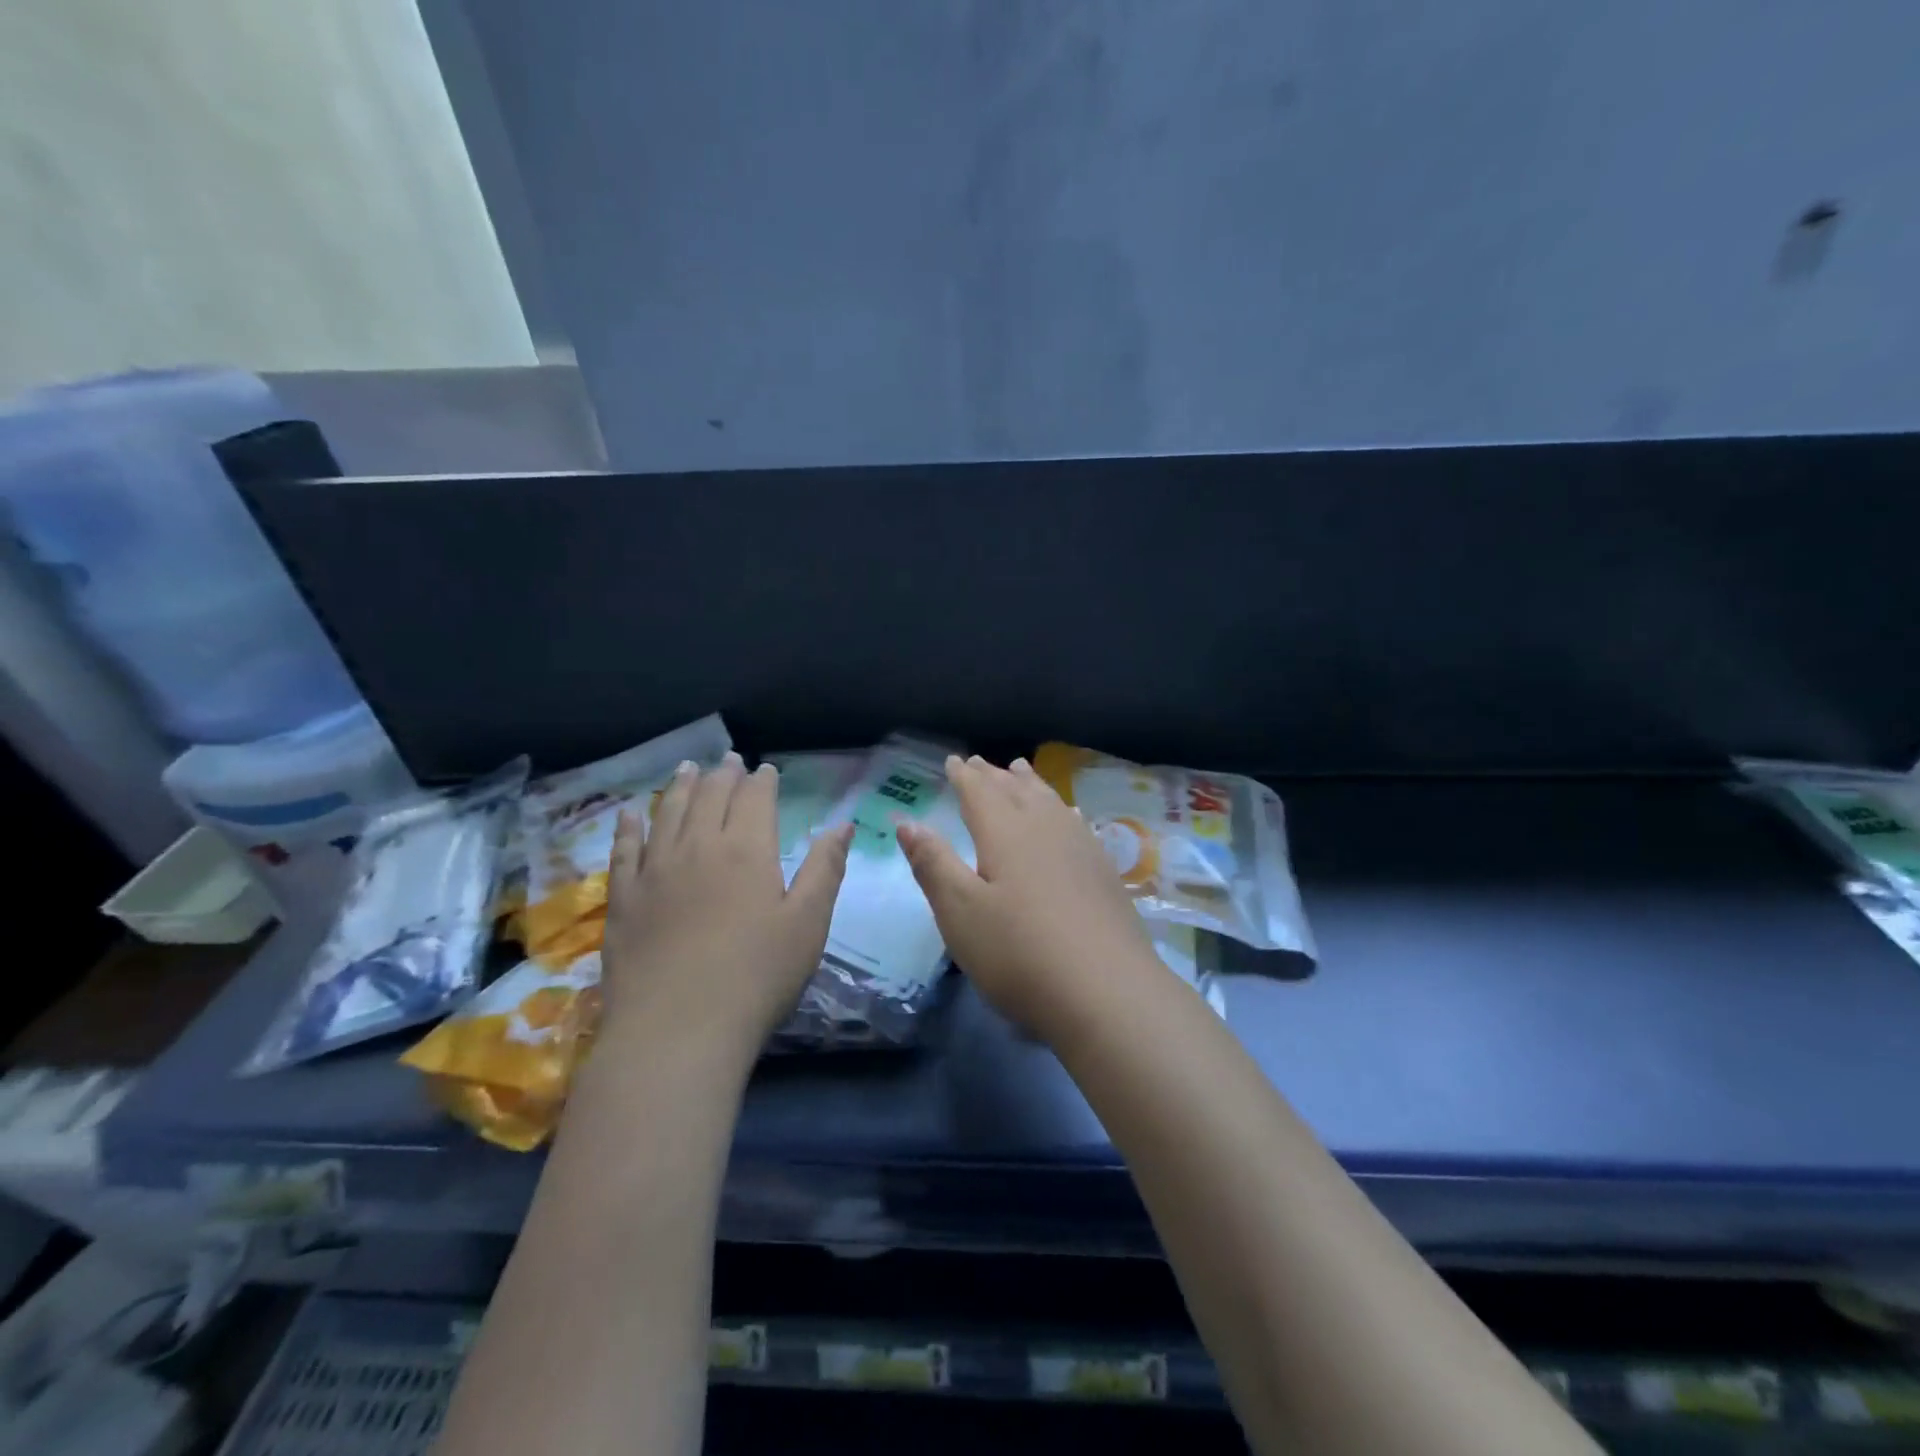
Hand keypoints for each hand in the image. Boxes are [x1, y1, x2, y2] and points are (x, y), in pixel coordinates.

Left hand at [601, 752, 852, 1057]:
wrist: (676, 1031)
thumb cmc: (756, 978)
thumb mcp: (807, 924)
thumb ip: (824, 869)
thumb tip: (842, 824)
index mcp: (747, 850)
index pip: (754, 799)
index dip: (761, 781)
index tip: (765, 769)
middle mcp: (698, 847)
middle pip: (710, 797)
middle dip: (723, 775)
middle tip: (728, 760)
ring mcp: (654, 871)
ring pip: (667, 813)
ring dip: (679, 787)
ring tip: (687, 769)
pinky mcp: (623, 899)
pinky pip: (623, 850)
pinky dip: (629, 827)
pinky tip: (630, 814)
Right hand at [896, 754, 1164, 1043]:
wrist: (1106, 991)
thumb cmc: (1019, 952)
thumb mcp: (960, 912)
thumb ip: (933, 863)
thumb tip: (907, 822)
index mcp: (1005, 832)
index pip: (979, 792)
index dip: (963, 776)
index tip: (953, 760)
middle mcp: (1045, 828)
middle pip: (1016, 790)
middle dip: (994, 775)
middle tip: (980, 762)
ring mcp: (1080, 847)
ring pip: (1049, 801)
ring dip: (1030, 784)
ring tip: (1020, 770)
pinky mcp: (1104, 872)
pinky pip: (1076, 823)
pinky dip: (1062, 810)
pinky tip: (1069, 815)